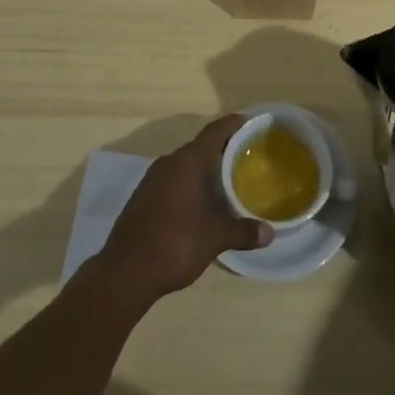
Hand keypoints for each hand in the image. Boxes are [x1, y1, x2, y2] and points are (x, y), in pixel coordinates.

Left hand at [97, 115, 272, 302]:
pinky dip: (188, 184)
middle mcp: (169, 162)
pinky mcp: (142, 197)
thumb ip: (243, 232)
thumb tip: (270, 233)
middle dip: (221, 151)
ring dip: (203, 170)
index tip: (249, 123)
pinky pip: (171, 180)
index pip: (215, 131)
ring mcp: (152, 179)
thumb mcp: (215, 238)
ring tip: (225, 181)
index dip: (233, 124)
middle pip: (200, 147)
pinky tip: (198, 203)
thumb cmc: (176, 243)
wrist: (125, 272)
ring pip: (184, 165)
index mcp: (188, 161)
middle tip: (244, 158)